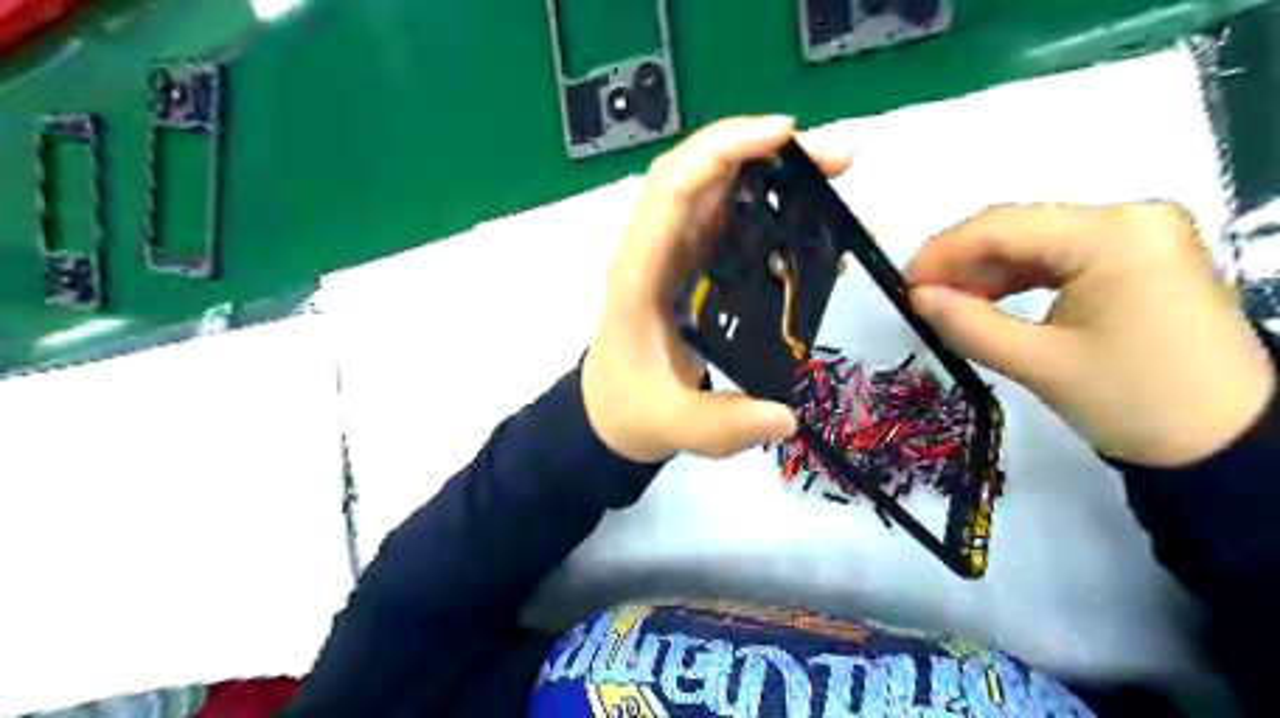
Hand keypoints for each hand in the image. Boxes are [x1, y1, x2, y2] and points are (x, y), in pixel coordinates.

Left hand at [583, 116, 852, 462]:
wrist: (610, 412)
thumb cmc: (632, 409)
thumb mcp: (673, 426)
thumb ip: (723, 425)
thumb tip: (787, 416)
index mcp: (639, 275)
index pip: (670, 191)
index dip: (720, 151)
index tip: (783, 137)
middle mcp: (654, 251)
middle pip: (698, 174)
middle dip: (762, 151)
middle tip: (834, 158)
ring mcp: (673, 255)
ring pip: (714, 190)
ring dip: (769, 171)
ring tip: (832, 175)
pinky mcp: (691, 266)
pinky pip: (726, 220)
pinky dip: (767, 206)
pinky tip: (809, 216)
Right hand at [903, 206, 1274, 468]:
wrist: (1228, 443)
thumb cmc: (1134, 402)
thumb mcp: (1038, 363)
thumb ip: (967, 324)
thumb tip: (915, 297)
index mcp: (1113, 235)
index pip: (1003, 226)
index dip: (942, 252)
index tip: (902, 285)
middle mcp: (1129, 217)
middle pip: (1019, 228)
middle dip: (961, 263)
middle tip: (919, 299)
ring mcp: (1138, 235)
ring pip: (1035, 241)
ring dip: (985, 271)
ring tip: (946, 305)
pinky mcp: (1138, 256)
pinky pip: (1059, 256)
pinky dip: (1017, 278)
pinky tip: (987, 300)